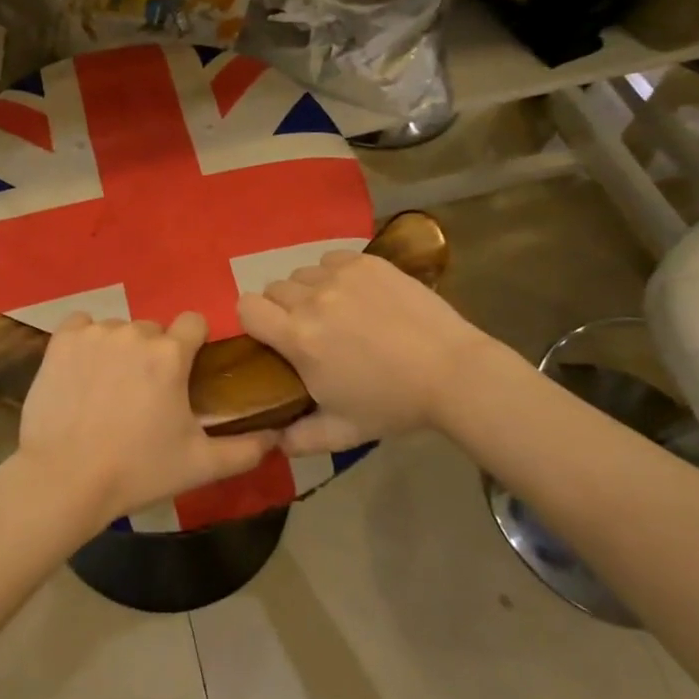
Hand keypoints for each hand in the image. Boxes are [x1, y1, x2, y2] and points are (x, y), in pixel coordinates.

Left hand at [12, 312, 278, 529]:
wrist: (65, 480)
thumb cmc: (138, 471)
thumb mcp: (200, 465)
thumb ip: (245, 449)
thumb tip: (276, 435)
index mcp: (171, 354)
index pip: (194, 322)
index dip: (194, 343)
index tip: (186, 371)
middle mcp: (135, 332)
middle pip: (154, 331)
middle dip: (155, 355)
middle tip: (145, 395)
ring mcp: (95, 333)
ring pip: (119, 330)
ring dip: (120, 351)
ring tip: (109, 391)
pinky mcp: (61, 340)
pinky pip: (81, 325)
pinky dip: (85, 341)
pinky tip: (82, 371)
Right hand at [237, 251, 512, 455]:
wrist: (452, 372)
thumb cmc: (393, 404)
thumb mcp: (343, 432)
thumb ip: (300, 438)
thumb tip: (272, 439)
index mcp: (299, 339)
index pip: (246, 307)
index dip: (254, 320)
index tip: (272, 336)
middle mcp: (312, 300)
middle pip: (273, 288)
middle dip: (283, 308)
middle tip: (312, 330)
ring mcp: (340, 276)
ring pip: (302, 273)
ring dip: (309, 291)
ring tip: (338, 312)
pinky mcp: (366, 261)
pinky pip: (330, 260)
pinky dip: (335, 274)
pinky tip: (358, 295)